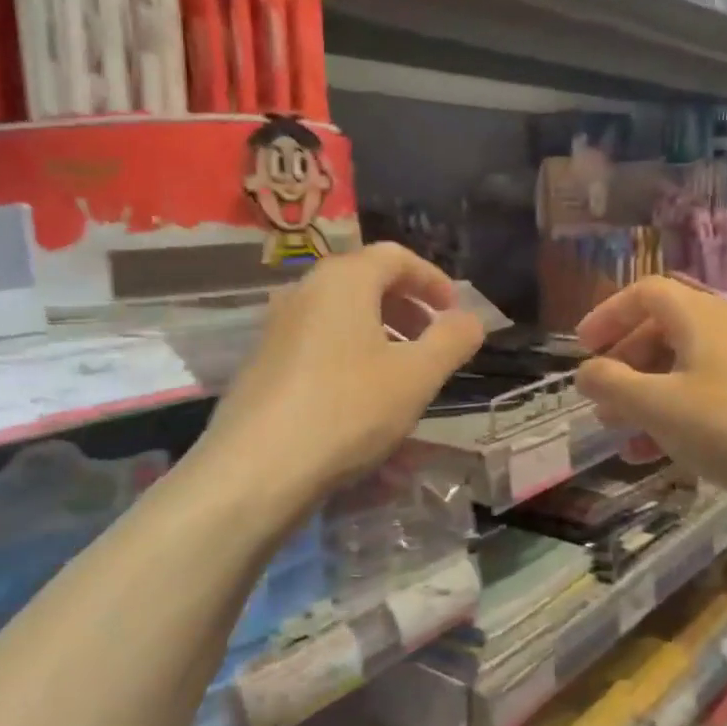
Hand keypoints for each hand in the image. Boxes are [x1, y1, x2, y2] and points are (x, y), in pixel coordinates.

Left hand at [198, 243, 484, 499]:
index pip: (395, 256)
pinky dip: (348, 356)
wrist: (256, 468)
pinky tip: (359, 400)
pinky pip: (317, 345)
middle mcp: (303, 292)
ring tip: (400, 373)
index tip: (454, 310)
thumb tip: (471, 318)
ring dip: (378, 334)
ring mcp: (276, 328)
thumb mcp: (416, 376)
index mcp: (342, 280)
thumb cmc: (347, 410)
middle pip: (364, 283)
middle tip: (431, 340)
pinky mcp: (262, 364)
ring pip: (339, 316)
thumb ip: (451, 340)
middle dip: (406, 307)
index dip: (432, 279)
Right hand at [573, 277, 726, 536]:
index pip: (646, 292)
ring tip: (617, 430)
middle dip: (623, 362)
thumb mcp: (656, 405)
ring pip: (678, 368)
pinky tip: (650, 453)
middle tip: (599, 395)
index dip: (608, 314)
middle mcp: (724, 332)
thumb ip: (611, 384)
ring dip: (642, 394)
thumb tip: (586, 372)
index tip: (582, 347)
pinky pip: (700, 396)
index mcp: (701, 318)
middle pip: (660, 330)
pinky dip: (670, 415)